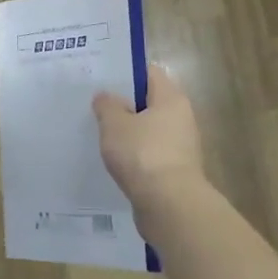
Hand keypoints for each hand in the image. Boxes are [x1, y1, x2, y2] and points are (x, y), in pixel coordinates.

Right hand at [92, 65, 205, 209]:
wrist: (169, 205)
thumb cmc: (142, 154)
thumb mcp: (115, 124)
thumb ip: (107, 106)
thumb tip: (106, 96)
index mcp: (171, 99)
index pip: (150, 73)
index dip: (126, 73)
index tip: (102, 79)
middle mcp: (181, 118)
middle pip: (150, 102)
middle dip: (124, 104)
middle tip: (96, 106)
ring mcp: (181, 146)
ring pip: (149, 130)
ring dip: (129, 133)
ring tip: (100, 135)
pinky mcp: (175, 171)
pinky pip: (150, 154)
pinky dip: (135, 155)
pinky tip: (115, 161)